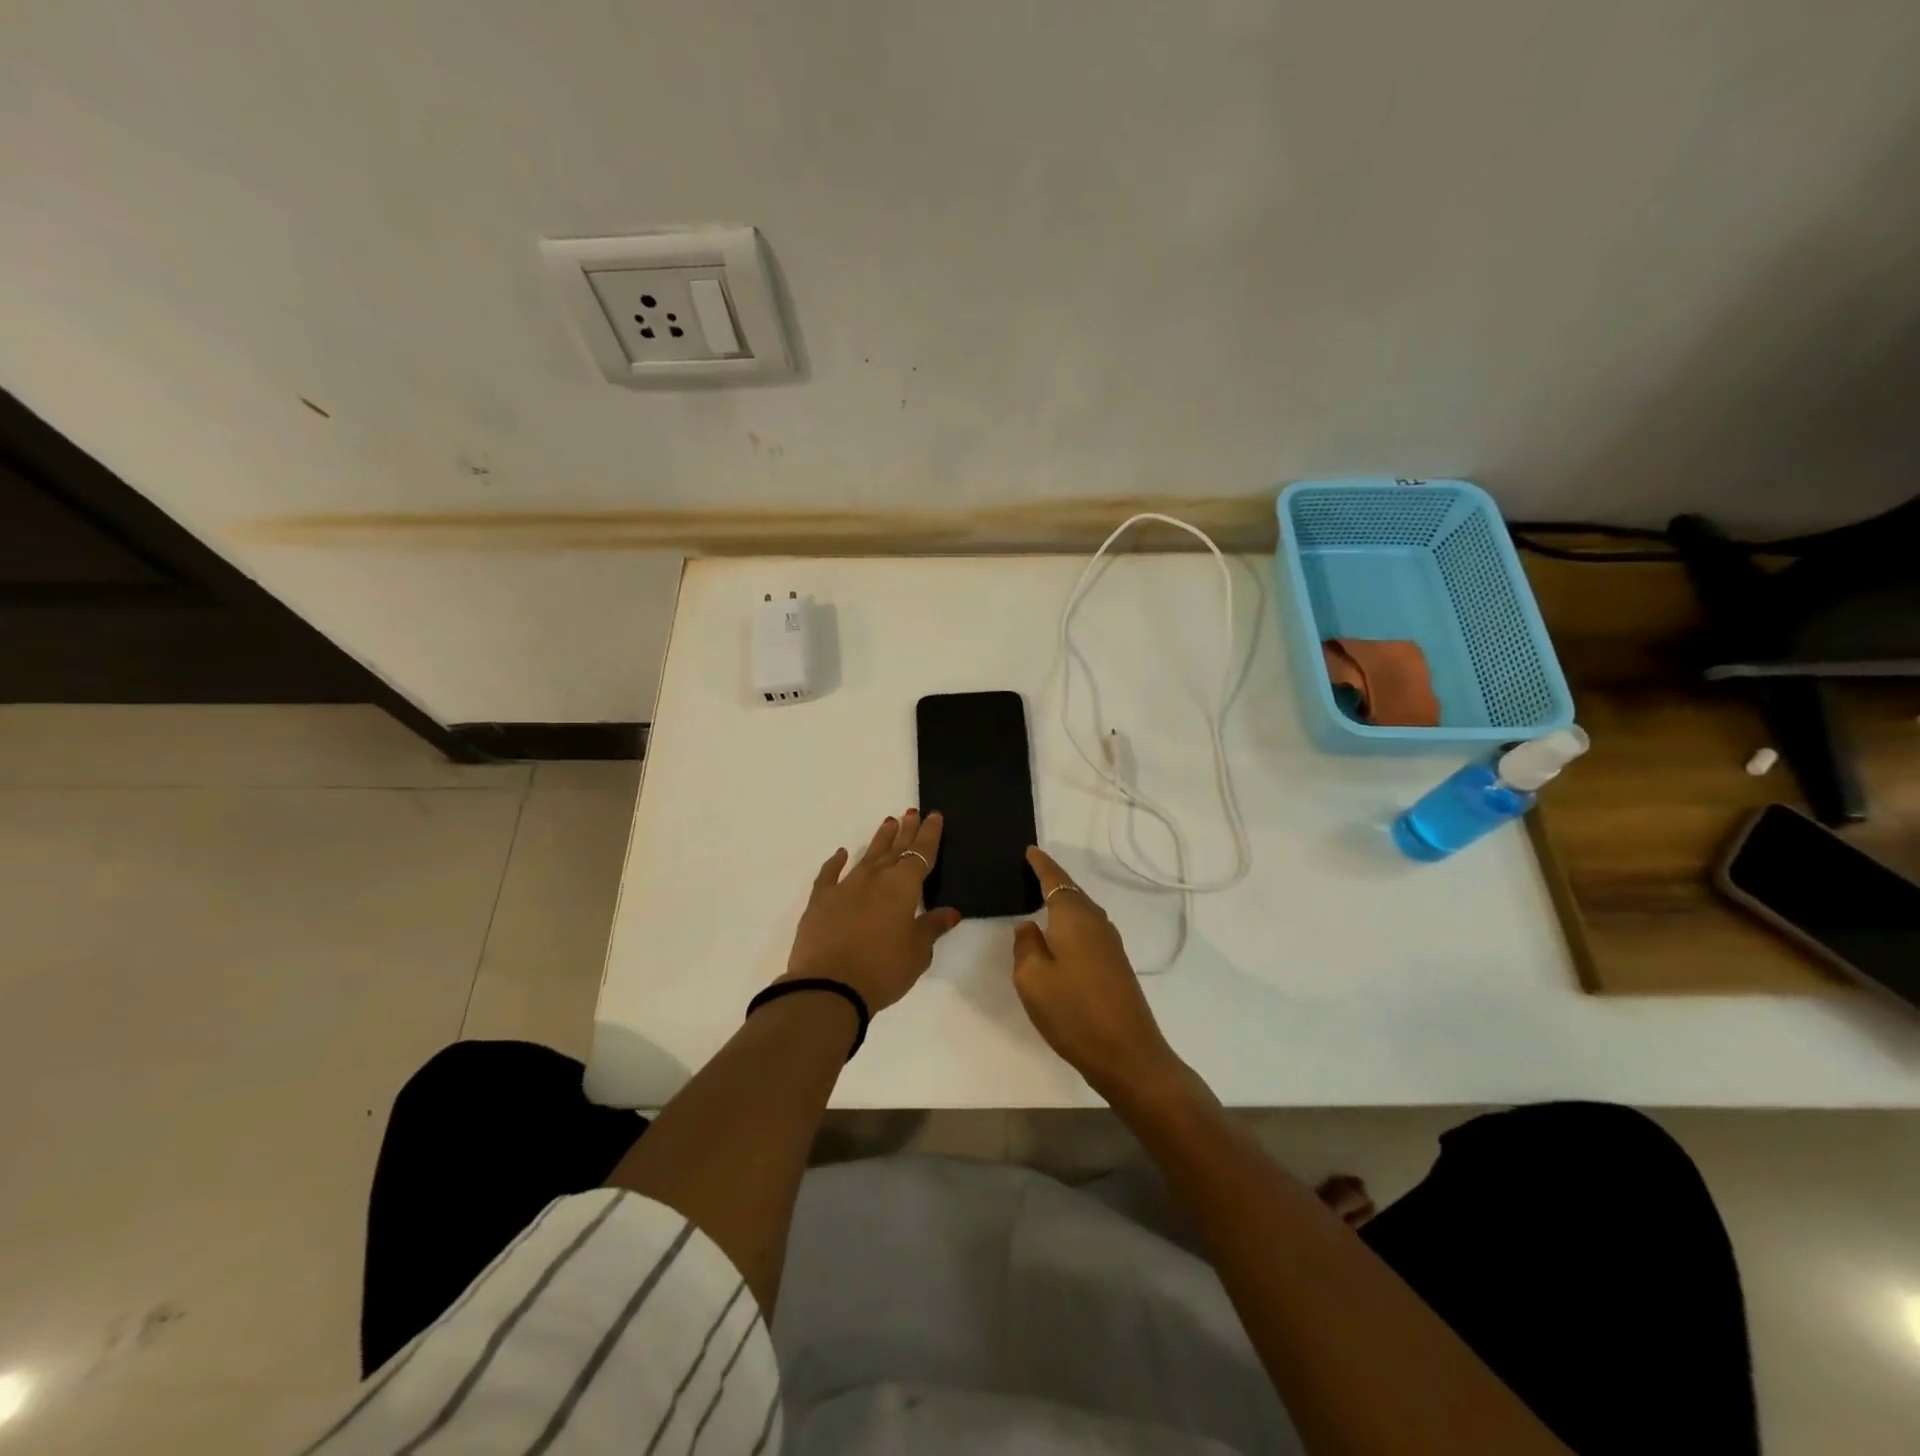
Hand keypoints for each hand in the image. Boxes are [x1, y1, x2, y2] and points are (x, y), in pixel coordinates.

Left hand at [784, 809, 961, 1012]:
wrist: (828, 986)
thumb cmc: (883, 969)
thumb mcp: (917, 953)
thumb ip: (932, 928)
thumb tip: (951, 912)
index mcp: (903, 886)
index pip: (921, 853)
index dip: (929, 835)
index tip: (933, 816)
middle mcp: (875, 878)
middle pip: (895, 849)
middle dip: (905, 830)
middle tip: (911, 812)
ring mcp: (845, 887)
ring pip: (867, 856)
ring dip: (879, 840)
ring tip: (887, 823)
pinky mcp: (821, 901)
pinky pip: (830, 874)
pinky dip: (836, 862)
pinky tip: (841, 853)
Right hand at [1012, 848, 1187, 1103]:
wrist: (1127, 1054)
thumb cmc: (1073, 1011)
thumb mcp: (1032, 978)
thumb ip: (1025, 946)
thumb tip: (1028, 926)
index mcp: (1074, 917)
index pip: (1054, 879)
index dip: (1041, 864)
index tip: (1029, 850)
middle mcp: (1095, 922)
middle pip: (1071, 892)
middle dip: (1052, 880)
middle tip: (1029, 872)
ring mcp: (1110, 944)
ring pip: (1081, 912)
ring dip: (1062, 903)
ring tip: (1040, 901)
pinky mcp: (1115, 964)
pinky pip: (1088, 930)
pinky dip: (1071, 924)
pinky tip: (1060, 937)